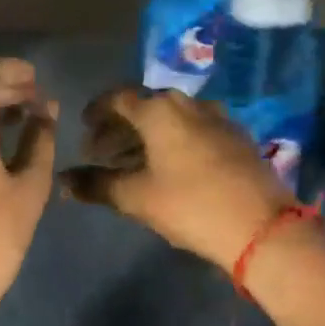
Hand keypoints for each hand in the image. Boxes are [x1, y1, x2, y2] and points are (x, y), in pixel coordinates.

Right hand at [61, 87, 294, 271]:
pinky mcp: (236, 137)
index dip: (96, 112)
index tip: (84, 129)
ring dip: (146, 136)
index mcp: (159, 110)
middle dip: (119, 128)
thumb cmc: (189, 205)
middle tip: (101, 153)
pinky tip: (170, 167)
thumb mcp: (136, 198)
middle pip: (144, 107)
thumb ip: (96, 185)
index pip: (116, 98)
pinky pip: (194, 129)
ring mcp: (217, 118)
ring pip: (170, 119)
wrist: (261, 227)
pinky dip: (173, 141)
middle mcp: (187, 104)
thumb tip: (63, 181)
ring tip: (131, 163)